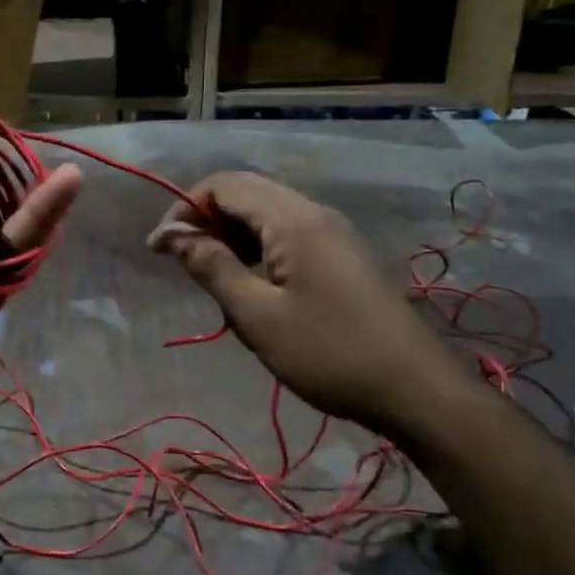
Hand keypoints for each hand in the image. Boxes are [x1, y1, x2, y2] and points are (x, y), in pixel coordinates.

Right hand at [147, 172, 469, 431]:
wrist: (415, 389)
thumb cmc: (327, 353)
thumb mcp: (257, 315)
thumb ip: (211, 267)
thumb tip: (171, 234)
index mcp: (292, 219)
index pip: (224, 184)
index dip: (184, 208)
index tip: (160, 249)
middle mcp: (315, 213)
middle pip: (246, 194)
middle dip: (206, 221)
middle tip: (184, 265)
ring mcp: (334, 234)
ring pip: (268, 216)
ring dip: (232, 238)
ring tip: (216, 283)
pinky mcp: (344, 257)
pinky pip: (289, 237)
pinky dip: (259, 251)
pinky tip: (253, 290)